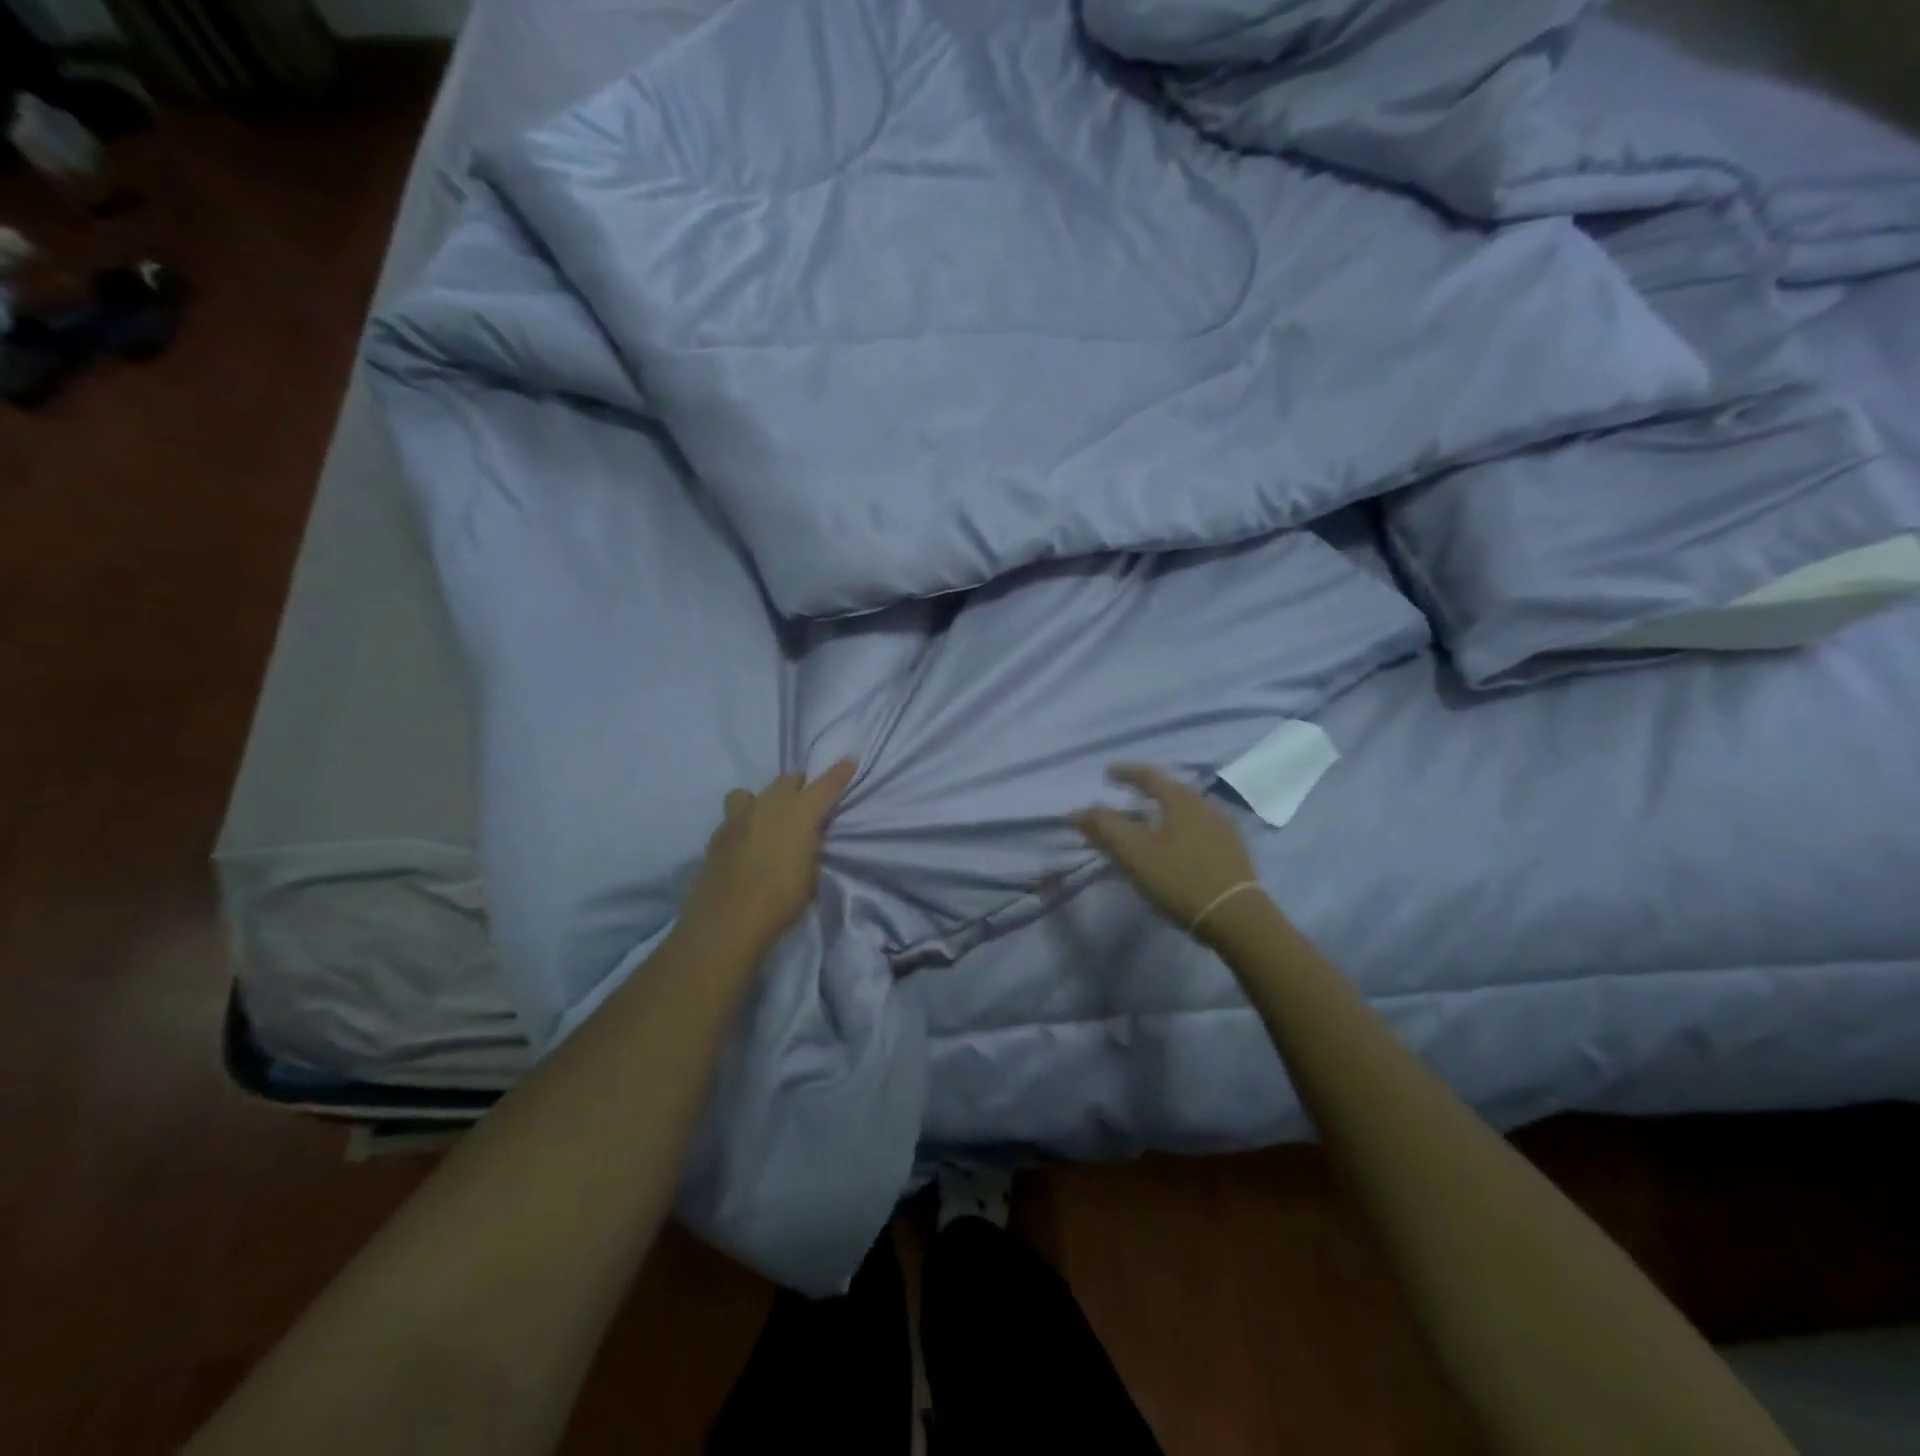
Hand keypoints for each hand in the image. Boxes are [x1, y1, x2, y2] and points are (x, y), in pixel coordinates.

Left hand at [681, 760, 857, 955]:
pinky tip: (747, 842)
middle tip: (806, 802)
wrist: (728, 921)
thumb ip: (810, 847)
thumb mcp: (811, 873)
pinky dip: (745, 822)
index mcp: (800, 812)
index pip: (826, 784)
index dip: (840, 772)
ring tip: (769, 819)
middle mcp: (769, 804)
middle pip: (788, 780)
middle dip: (800, 786)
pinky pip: (735, 815)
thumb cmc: (782, 899)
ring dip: (766, 799)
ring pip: (753, 792)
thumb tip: (807, 839)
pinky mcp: (717, 834)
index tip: (848, 762)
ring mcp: (739, 816)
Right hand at [1072, 764, 1262, 942]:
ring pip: (1184, 812)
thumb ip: (1104, 828)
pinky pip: (1196, 830)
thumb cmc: (1180, 878)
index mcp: (1182, 800)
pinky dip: (1176, 830)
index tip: (1107, 774)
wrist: (1238, 918)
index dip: (1125, 772)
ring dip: (1161, 813)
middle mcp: (1205, 806)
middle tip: (1124, 797)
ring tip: (1145, 824)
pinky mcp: (1232, 853)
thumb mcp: (1134, 853)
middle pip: (1170, 791)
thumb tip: (1079, 811)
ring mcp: (1223, 829)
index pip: (1149, 775)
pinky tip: (1171, 847)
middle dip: (1145, 792)